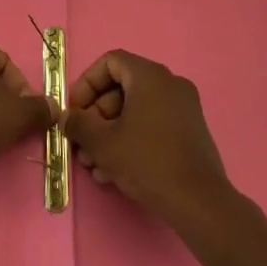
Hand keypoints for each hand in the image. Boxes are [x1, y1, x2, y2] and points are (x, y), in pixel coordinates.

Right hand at [64, 49, 230, 229]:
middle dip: (96, 116)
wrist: (199, 203)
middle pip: (122, 88)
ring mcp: (184, 107)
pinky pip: (153, 123)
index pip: (110, 62)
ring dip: (110, 132)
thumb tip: (67, 117)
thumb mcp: (102, 143)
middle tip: (82, 144)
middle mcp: (170, 84)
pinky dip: (131, 138)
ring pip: (136, 110)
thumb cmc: (147, 162)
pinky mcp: (190, 131)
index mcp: (150, 76)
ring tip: (94, 165)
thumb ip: (78, 124)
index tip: (75, 111)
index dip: (86, 83)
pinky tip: (115, 171)